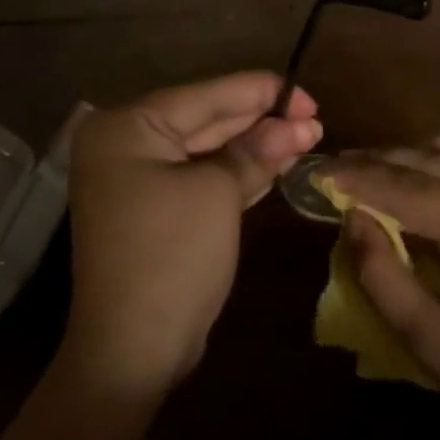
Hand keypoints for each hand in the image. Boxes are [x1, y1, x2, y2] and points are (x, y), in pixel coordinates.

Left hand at [62, 72, 319, 398]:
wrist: (134, 347)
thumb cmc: (172, 255)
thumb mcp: (218, 193)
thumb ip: (253, 152)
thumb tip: (292, 125)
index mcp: (126, 128)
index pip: (205, 96)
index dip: (260, 92)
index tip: (306, 94)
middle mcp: (125, 146)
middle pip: (206, 121)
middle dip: (261, 121)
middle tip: (314, 116)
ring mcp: (138, 182)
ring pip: (207, 152)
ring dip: (255, 146)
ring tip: (307, 135)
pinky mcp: (155, 212)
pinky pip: (200, 179)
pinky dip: (237, 173)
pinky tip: (278, 162)